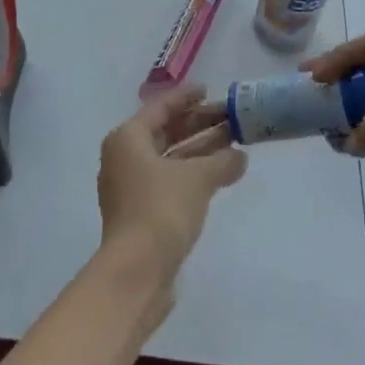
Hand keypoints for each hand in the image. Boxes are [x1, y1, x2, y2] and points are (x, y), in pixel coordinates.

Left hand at [97, 86, 247, 293]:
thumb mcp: (198, 179)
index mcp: (128, 138)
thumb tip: (240, 156)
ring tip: (232, 144)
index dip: (186, 98)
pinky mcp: (139, 213)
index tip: (210, 91)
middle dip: (198, 125)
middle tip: (229, 118)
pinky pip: (168, 180)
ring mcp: (129, 187)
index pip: (160, 107)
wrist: (136, 273)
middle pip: (164, 132)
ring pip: (168, 158)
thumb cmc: (161, 210)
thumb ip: (222, 162)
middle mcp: (123, 157)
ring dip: (198, 150)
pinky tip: (218, 175)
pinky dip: (191, 174)